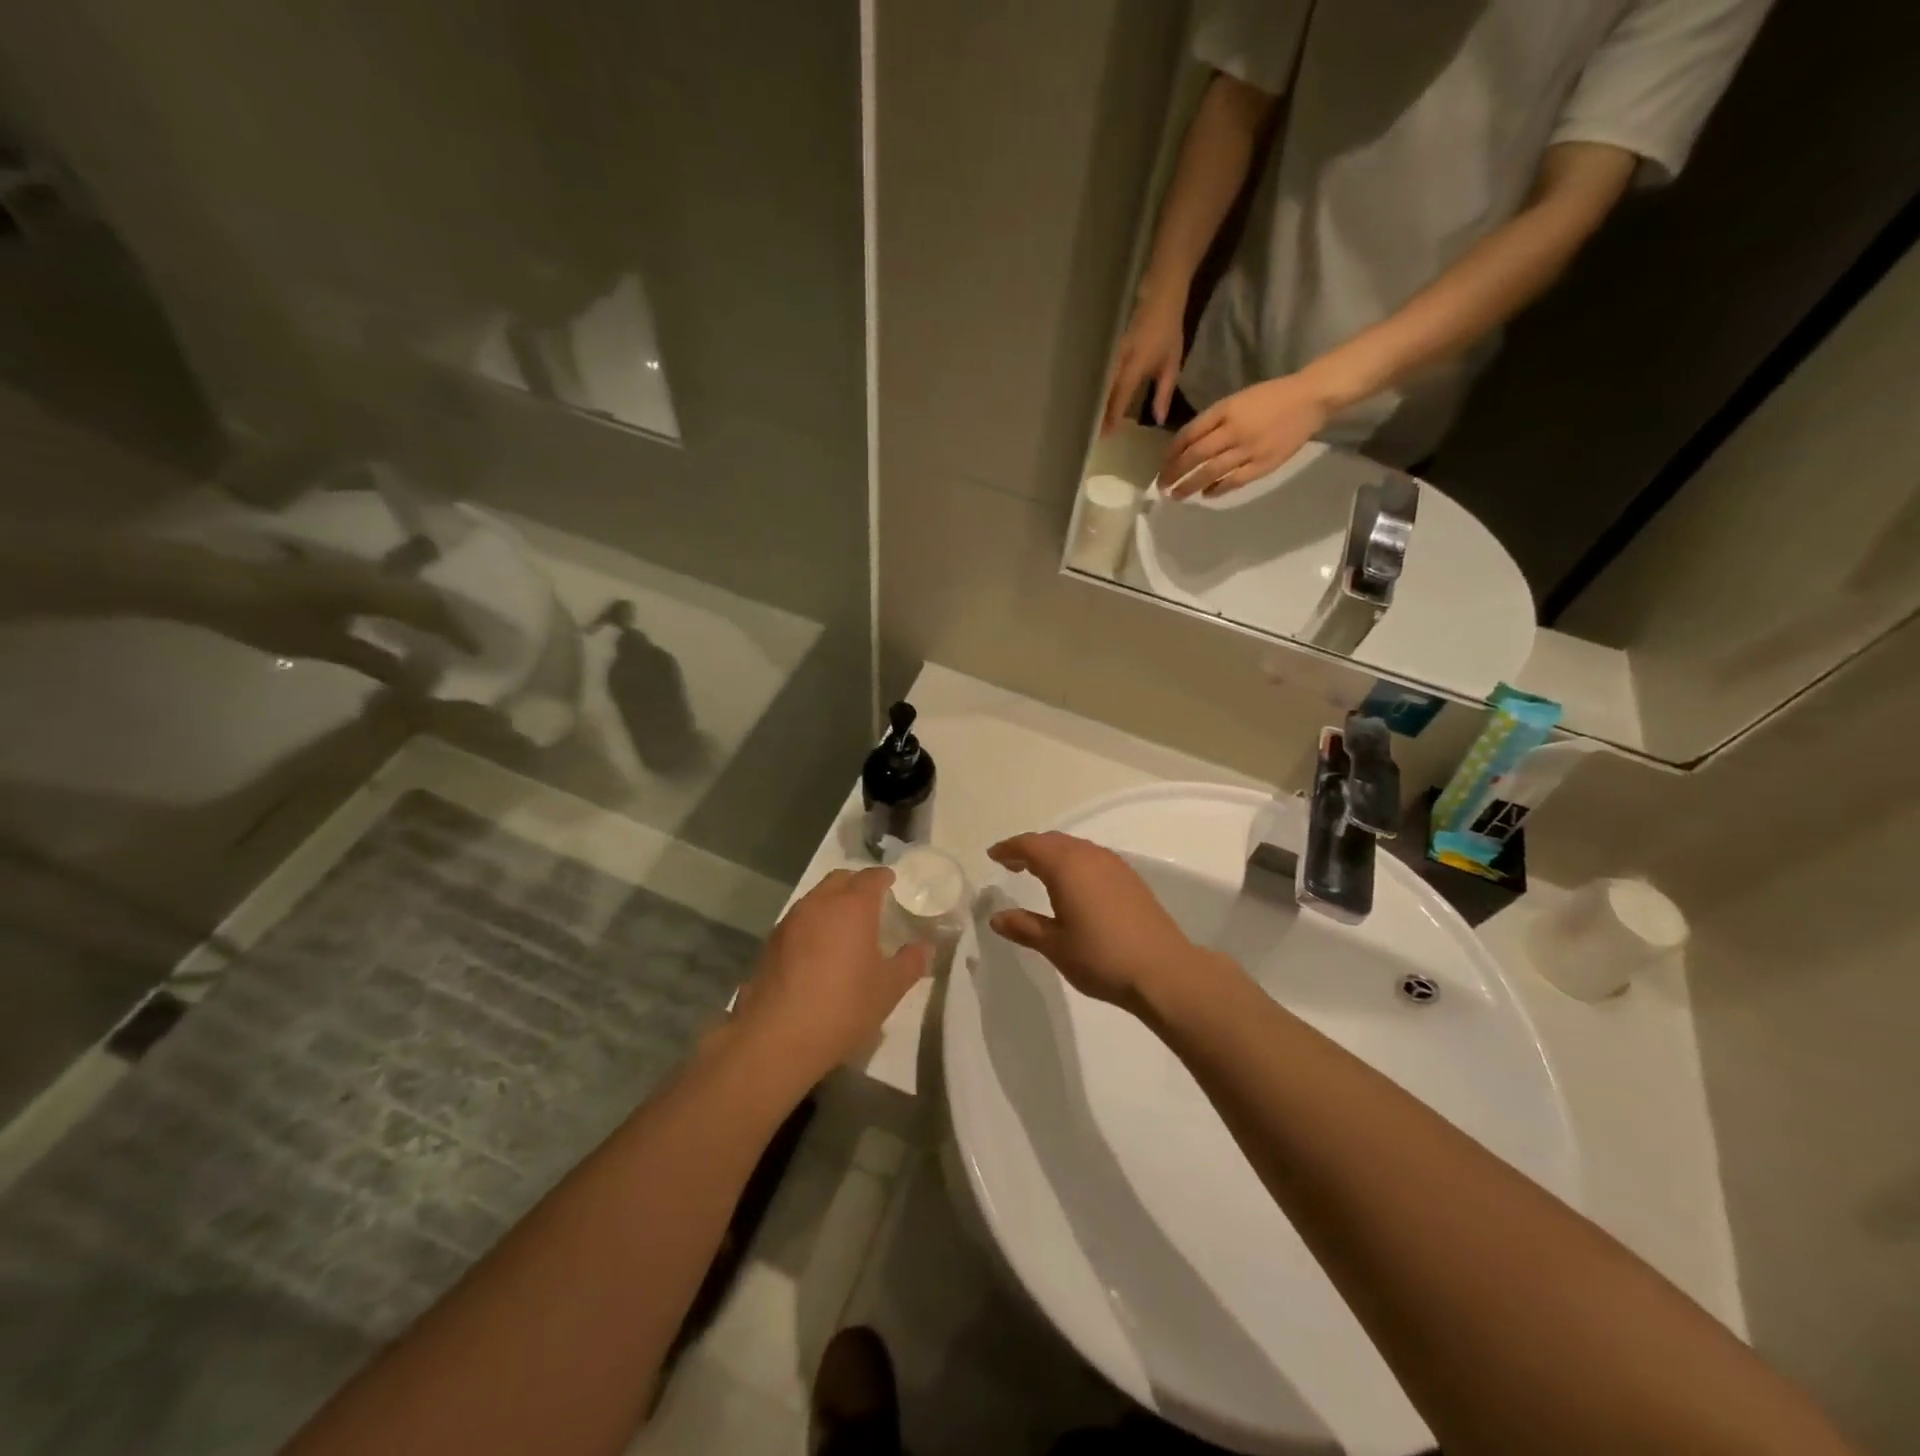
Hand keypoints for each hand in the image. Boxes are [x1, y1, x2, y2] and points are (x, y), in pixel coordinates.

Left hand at [184, 552, 479, 685]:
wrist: (204, 582)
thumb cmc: (263, 615)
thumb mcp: (320, 644)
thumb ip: (374, 659)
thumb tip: (418, 681)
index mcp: (372, 590)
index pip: (430, 609)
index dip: (458, 632)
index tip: (478, 654)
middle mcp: (372, 575)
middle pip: (428, 597)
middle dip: (453, 621)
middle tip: (471, 646)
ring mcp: (357, 571)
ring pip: (412, 591)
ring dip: (434, 613)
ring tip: (448, 635)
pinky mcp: (343, 574)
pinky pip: (393, 590)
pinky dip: (411, 608)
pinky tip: (411, 624)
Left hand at [732, 868, 929, 1084]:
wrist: (778, 1037)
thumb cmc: (844, 1006)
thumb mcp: (888, 989)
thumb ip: (909, 963)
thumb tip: (924, 947)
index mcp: (852, 907)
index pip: (871, 878)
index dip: (883, 877)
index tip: (891, 882)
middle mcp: (819, 904)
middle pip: (839, 880)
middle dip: (856, 884)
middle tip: (869, 900)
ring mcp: (790, 922)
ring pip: (815, 898)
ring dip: (831, 902)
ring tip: (843, 925)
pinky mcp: (770, 943)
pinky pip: (797, 921)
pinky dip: (811, 924)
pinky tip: (816, 950)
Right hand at [987, 832, 1219, 1013]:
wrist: (1163, 971)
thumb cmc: (1101, 957)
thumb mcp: (1055, 945)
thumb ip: (1024, 927)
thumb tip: (997, 917)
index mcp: (1066, 867)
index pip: (1030, 845)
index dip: (1009, 848)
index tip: (993, 855)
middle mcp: (1090, 856)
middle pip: (1053, 841)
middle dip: (1029, 848)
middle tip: (1011, 863)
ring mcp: (1114, 865)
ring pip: (1075, 848)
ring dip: (1053, 854)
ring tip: (1037, 872)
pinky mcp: (1130, 879)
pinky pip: (1092, 858)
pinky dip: (1073, 862)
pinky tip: (1072, 884)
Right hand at [1102, 288, 1186, 433]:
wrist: (1159, 296)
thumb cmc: (1167, 332)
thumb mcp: (1172, 364)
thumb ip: (1164, 393)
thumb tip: (1158, 420)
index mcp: (1136, 362)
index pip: (1121, 393)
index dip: (1113, 414)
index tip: (1105, 434)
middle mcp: (1119, 358)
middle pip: (1103, 390)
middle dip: (1097, 412)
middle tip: (1091, 434)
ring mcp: (1110, 352)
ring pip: (1097, 382)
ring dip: (1093, 402)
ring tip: (1087, 422)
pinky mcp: (1105, 349)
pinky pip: (1098, 373)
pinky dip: (1094, 389)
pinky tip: (1090, 402)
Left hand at [1161, 372, 1338, 498]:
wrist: (1310, 399)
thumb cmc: (1270, 398)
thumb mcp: (1237, 400)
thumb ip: (1213, 421)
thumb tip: (1187, 446)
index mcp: (1225, 410)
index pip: (1190, 433)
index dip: (1172, 452)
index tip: (1163, 464)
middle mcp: (1233, 430)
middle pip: (1195, 455)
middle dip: (1174, 472)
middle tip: (1162, 485)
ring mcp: (1248, 449)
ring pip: (1210, 471)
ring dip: (1190, 485)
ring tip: (1176, 495)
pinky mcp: (1263, 464)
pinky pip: (1235, 481)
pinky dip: (1218, 489)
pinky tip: (1207, 494)